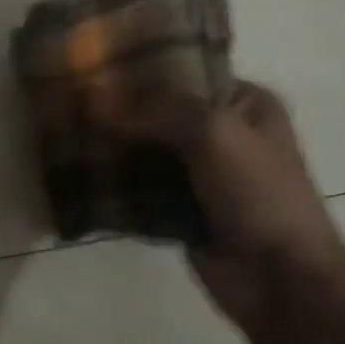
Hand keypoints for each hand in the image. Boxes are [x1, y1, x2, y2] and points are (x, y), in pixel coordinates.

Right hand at [92, 80, 344, 328]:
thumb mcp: (214, 132)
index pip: (186, 71)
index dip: (143, 68)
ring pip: (147, 151)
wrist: (280, 279)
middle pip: (161, 113)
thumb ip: (157, 110)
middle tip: (70, 97)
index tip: (94, 64)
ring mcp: (202, 175)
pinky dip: (116, 183)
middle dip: (120, 109)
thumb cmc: (259, 192)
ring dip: (113, 146)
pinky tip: (77, 170)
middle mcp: (224, 133)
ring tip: (64, 130)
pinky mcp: (182, 211)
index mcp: (246, 103)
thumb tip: (95, 97)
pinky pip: (141, 188)